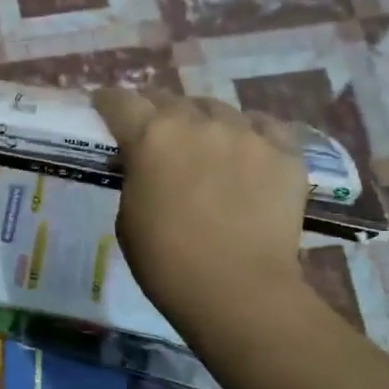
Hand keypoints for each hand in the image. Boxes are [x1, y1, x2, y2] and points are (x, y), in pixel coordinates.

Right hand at [93, 88, 313, 325]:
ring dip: (202, 119)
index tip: (104, 107)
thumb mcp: (128, 217)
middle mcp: (197, 122)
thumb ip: (135, 177)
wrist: (238, 291)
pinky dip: (250, 131)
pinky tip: (247, 146)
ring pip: (217, 108)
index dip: (107, 102)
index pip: (120, 101)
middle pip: (168, 98)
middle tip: (152, 129)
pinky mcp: (284, 151)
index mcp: (150, 137)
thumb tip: (143, 164)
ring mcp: (245, 133)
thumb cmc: (167, 262)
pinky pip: (264, 125)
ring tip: (203, 140)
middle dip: (154, 109)